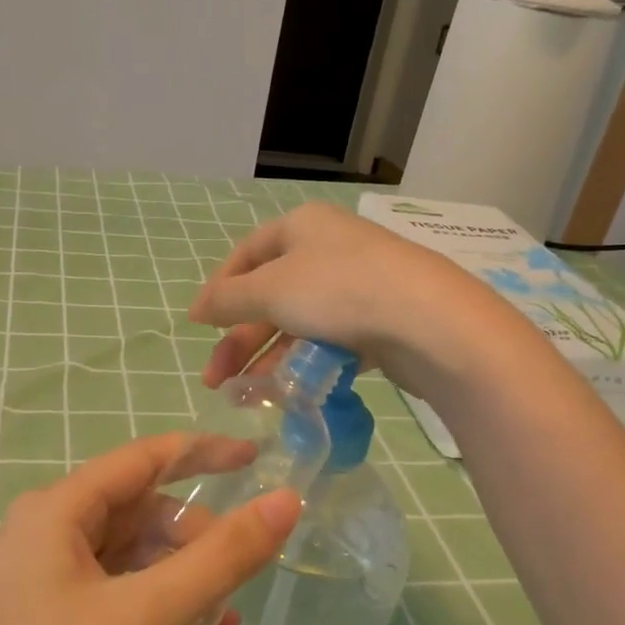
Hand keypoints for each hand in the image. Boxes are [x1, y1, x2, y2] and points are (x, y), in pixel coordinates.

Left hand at [0, 434, 301, 624]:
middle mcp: (47, 536)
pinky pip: (115, 609)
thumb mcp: (144, 618)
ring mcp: (43, 586)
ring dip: (183, 597)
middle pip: (142, 518)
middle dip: (197, 549)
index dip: (205, 454)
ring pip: (133, 569)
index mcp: (58, 511)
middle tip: (238, 589)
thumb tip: (286, 501)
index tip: (259, 460)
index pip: (145, 459)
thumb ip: (221, 559)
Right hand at [189, 202, 498, 391]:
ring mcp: (357, 286)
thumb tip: (197, 307)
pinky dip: (305, 364)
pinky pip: (329, 342)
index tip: (199, 325)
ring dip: (268, 359)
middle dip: (240, 339)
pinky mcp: (378, 321)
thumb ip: (228, 299)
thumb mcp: (270, 290)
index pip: (247, 254)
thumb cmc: (338, 290)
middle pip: (270, 295)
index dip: (219, 289)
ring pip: (298, 323)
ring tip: (247, 396)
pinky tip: (289, 391)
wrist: (427, 321)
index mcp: (301, 227)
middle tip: (215, 380)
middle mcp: (328, 250)